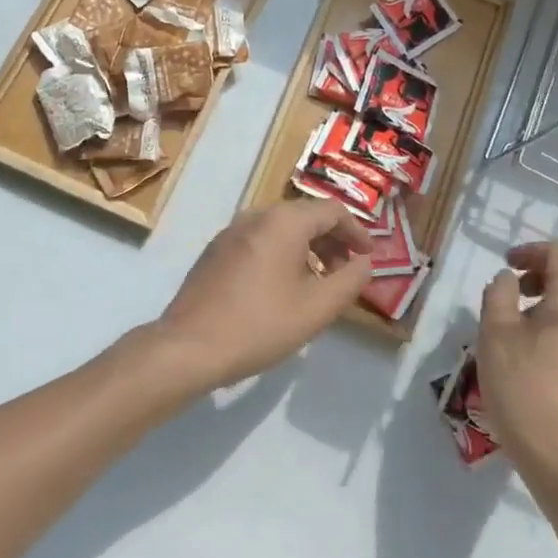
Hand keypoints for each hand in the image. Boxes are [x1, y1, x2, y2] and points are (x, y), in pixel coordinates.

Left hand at [152, 198, 373, 395]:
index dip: (357, 232)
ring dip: (307, 248)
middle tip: (346, 271)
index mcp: (283, 222)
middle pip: (305, 216)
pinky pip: (259, 241)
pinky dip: (281, 254)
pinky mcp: (214, 251)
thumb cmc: (259, 325)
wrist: (188, 347)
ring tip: (318, 282)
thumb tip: (364, 262)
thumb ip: (350, 281)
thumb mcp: (317, 308)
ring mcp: (230, 232)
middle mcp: (255, 216)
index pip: (332, 211)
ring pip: (280, 229)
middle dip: (332, 241)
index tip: (368, 257)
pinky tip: (282, 287)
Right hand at [476, 241, 557, 476]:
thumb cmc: (521, 388)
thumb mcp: (494, 334)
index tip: (507, 265)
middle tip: (521, 285)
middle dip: (552, 268)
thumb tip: (507, 279)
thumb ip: (498, 295)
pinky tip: (540, 345)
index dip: (533, 251)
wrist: (557, 454)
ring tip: (526, 316)